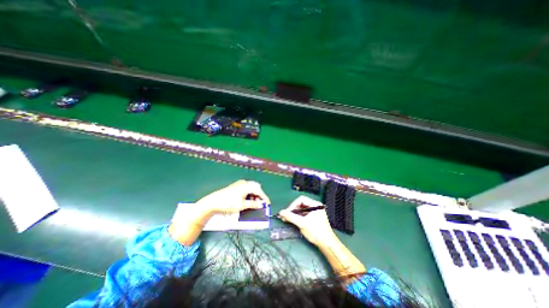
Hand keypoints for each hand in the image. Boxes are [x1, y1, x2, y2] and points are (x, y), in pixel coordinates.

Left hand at [195, 179, 268, 215]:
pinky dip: (249, 194)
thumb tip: (261, 205)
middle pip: (255, 188)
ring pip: (251, 188)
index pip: (258, 190)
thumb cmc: (228, 203)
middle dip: (259, 195)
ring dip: (254, 195)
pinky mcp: (236, 186)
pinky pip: (246, 189)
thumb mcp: (242, 205)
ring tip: (254, 203)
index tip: (267, 203)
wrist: (213, 202)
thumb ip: (253, 204)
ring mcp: (239, 184)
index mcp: (246, 186)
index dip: (264, 197)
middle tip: (260, 204)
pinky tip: (248, 200)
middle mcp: (244, 183)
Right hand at [280, 196, 334, 246]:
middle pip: (300, 204)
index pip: (301, 199)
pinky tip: (292, 221)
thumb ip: (291, 217)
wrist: (326, 244)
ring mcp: (314, 212)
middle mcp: (315, 206)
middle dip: (292, 210)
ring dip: (294, 214)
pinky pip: (303, 214)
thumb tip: (281, 212)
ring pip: (301, 209)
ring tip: (286, 219)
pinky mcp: (313, 217)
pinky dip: (297, 217)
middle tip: (285, 216)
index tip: (287, 212)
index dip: (293, 205)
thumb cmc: (316, 232)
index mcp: (315, 204)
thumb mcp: (302, 223)